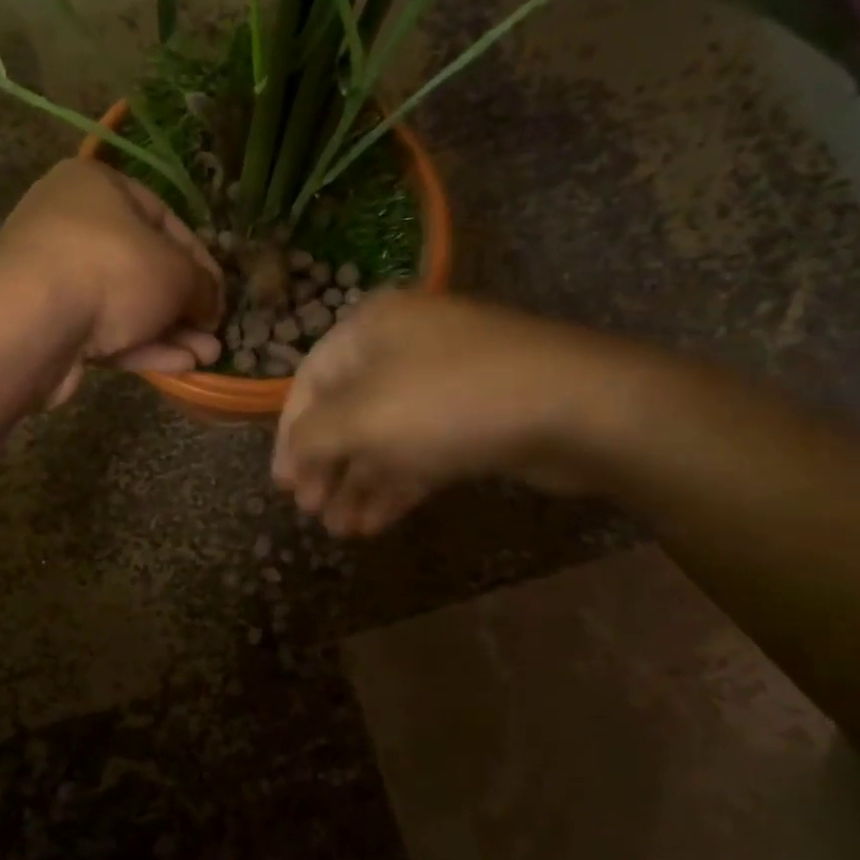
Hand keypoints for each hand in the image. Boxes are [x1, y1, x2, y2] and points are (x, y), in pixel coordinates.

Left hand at [0, 159, 224, 405]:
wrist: (31, 322)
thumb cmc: (112, 270)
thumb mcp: (176, 271)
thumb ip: (202, 285)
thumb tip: (211, 304)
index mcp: (98, 188)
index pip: (164, 218)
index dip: (200, 259)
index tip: (222, 293)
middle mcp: (72, 225)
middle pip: (144, 266)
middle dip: (185, 304)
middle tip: (214, 331)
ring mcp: (57, 278)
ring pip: (126, 305)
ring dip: (170, 332)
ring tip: (210, 356)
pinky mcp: (50, 325)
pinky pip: (106, 332)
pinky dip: (143, 346)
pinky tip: (182, 366)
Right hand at [272, 292, 656, 535]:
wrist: (575, 407)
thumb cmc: (448, 401)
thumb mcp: (362, 418)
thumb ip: (312, 438)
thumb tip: (291, 458)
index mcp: (369, 329)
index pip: (309, 382)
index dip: (288, 436)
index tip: (283, 486)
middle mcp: (402, 347)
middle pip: (346, 413)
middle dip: (327, 466)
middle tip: (313, 512)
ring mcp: (443, 383)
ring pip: (384, 437)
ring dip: (359, 483)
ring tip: (342, 530)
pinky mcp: (474, 417)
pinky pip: (420, 451)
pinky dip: (395, 484)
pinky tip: (374, 523)